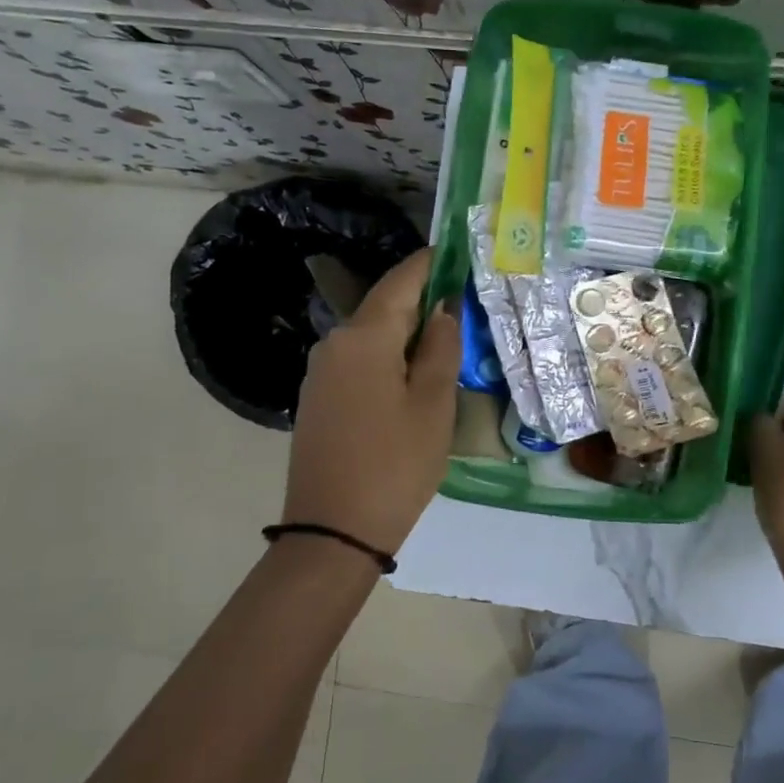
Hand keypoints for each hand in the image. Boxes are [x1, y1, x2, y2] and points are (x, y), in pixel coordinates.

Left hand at [282, 248, 460, 555]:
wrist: (333, 531)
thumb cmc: (395, 464)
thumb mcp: (433, 404)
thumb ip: (440, 348)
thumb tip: (442, 310)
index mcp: (364, 338)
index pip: (401, 282)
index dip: (430, 263)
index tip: (457, 251)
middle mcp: (334, 344)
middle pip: (384, 307)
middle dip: (423, 301)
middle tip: (464, 301)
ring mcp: (321, 373)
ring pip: (372, 337)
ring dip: (407, 333)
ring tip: (447, 340)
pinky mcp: (319, 400)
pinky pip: (360, 362)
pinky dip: (389, 358)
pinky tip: (413, 375)